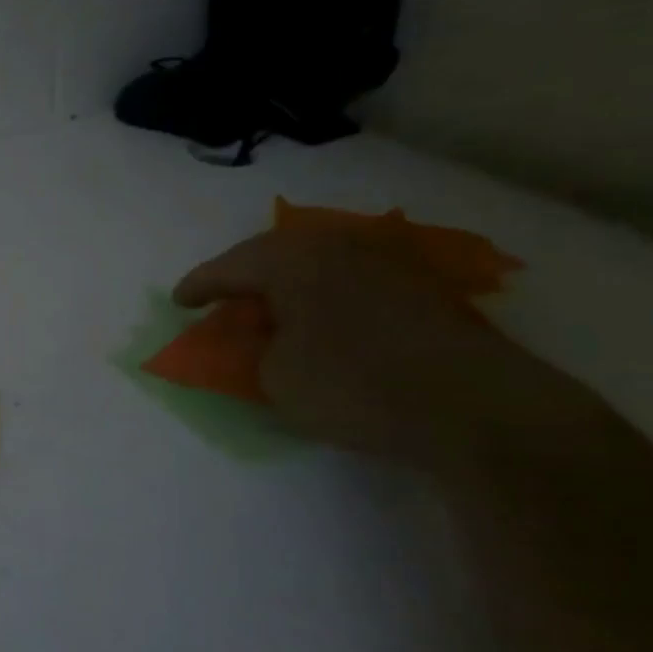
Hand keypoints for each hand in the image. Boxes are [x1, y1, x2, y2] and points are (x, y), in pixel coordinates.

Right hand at [173, 229, 598, 466]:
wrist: (473, 405)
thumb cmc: (353, 384)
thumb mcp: (276, 377)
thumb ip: (256, 350)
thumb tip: (265, 337)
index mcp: (293, 260)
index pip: (229, 267)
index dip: (198, 286)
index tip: (179, 302)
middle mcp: (338, 246)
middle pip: (275, 253)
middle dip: (243, 275)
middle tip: (222, 298)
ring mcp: (385, 262)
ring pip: (317, 262)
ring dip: (287, 282)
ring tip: (271, 306)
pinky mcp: (421, 287)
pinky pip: (349, 278)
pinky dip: (324, 294)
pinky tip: (321, 316)